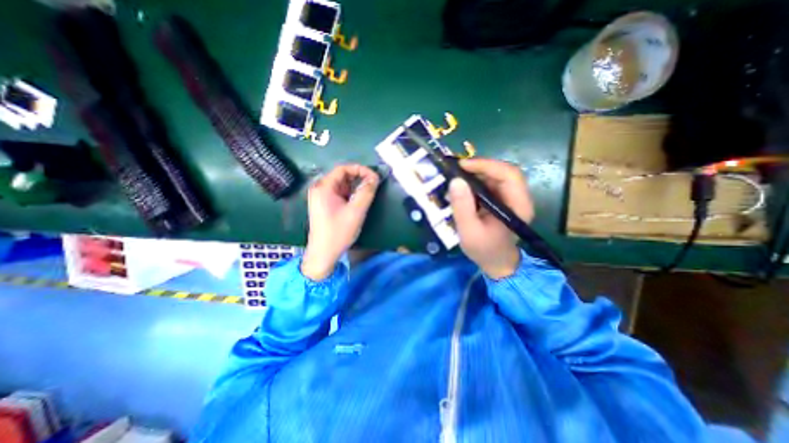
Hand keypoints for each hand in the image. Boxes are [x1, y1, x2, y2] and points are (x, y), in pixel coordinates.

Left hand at [301, 164, 379, 281]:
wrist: (323, 253)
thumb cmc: (338, 232)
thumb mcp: (356, 211)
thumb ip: (366, 192)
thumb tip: (374, 178)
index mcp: (323, 187)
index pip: (343, 169)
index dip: (360, 169)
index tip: (374, 177)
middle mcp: (320, 188)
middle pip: (342, 175)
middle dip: (359, 178)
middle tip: (373, 185)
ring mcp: (321, 197)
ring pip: (341, 185)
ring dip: (355, 186)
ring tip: (368, 193)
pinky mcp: (324, 204)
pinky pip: (339, 193)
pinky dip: (350, 194)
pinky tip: (358, 200)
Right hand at [446, 157, 532, 277]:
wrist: (496, 262)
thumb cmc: (484, 249)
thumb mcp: (468, 231)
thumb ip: (462, 207)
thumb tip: (455, 180)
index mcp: (518, 206)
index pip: (509, 175)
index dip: (487, 165)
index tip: (463, 165)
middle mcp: (519, 198)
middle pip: (503, 172)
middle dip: (479, 168)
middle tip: (457, 170)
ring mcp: (511, 198)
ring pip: (495, 176)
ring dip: (476, 174)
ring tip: (456, 177)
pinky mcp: (502, 200)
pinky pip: (490, 184)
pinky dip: (475, 182)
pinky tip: (463, 187)